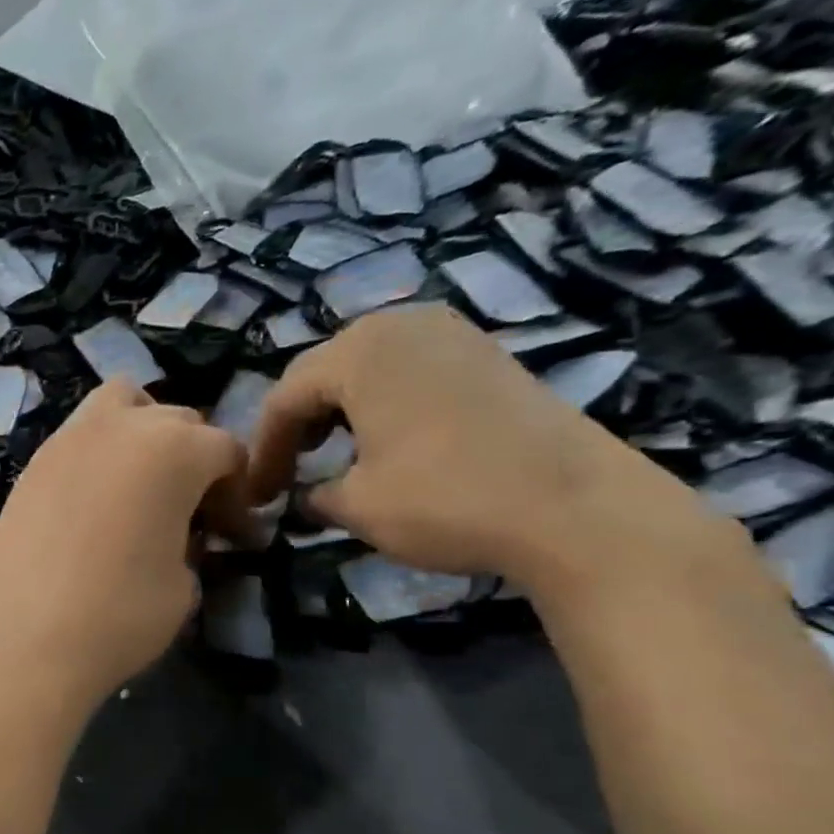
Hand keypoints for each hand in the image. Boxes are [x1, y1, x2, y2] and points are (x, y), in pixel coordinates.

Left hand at [0, 380, 245, 713]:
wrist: (27, 641)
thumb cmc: (121, 614)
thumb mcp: (185, 583)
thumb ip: (193, 539)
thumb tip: (183, 533)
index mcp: (174, 449)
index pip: (226, 451)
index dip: (237, 496)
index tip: (234, 537)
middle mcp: (121, 426)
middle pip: (177, 421)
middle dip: (194, 461)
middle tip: (191, 513)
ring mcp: (68, 439)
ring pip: (120, 404)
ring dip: (143, 430)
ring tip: (141, 482)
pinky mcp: (32, 463)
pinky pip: (79, 436)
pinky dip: (99, 451)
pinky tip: (95, 500)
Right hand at [246, 306, 721, 589]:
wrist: (576, 507)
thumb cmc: (445, 499)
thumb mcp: (358, 506)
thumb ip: (314, 494)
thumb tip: (305, 497)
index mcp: (358, 352)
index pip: (285, 398)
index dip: (264, 450)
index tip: (257, 495)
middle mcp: (400, 326)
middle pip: (323, 371)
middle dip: (298, 423)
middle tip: (288, 469)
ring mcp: (451, 333)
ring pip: (367, 366)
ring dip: (338, 409)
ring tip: (329, 452)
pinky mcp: (487, 354)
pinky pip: (410, 369)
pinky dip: (383, 401)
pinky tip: (386, 439)